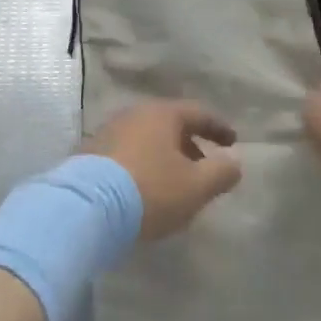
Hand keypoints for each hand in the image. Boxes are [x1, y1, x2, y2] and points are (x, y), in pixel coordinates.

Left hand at [84, 100, 241, 239]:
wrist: (86, 207)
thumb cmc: (150, 190)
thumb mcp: (196, 186)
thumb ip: (221, 172)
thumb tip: (234, 162)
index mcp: (162, 114)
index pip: (198, 113)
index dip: (218, 127)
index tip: (233, 142)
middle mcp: (134, 114)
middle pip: (170, 124)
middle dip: (190, 144)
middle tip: (205, 166)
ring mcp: (109, 131)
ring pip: (147, 139)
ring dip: (165, 156)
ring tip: (176, 182)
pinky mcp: (91, 153)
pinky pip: (128, 153)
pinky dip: (144, 164)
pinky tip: (146, 188)